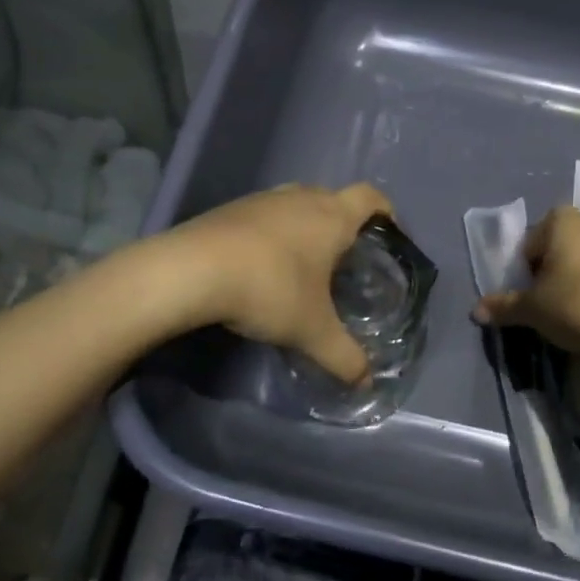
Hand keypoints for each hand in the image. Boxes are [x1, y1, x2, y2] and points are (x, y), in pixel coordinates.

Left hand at [163, 182, 394, 382]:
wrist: (191, 270)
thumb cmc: (270, 289)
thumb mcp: (312, 331)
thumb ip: (344, 357)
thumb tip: (366, 383)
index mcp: (331, 216)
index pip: (370, 197)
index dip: (385, 211)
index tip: (388, 234)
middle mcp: (300, 197)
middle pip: (332, 198)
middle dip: (343, 224)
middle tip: (344, 261)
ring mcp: (262, 200)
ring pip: (295, 204)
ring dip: (304, 227)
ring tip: (302, 265)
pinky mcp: (230, 209)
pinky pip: (264, 216)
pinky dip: (271, 234)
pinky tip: (261, 266)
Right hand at [472, 205, 579, 359]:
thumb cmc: (573, 306)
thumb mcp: (531, 309)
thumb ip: (503, 306)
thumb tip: (476, 312)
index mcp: (562, 221)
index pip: (532, 240)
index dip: (527, 267)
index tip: (530, 291)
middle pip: (560, 246)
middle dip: (551, 269)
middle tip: (547, 301)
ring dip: (576, 278)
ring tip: (573, 311)